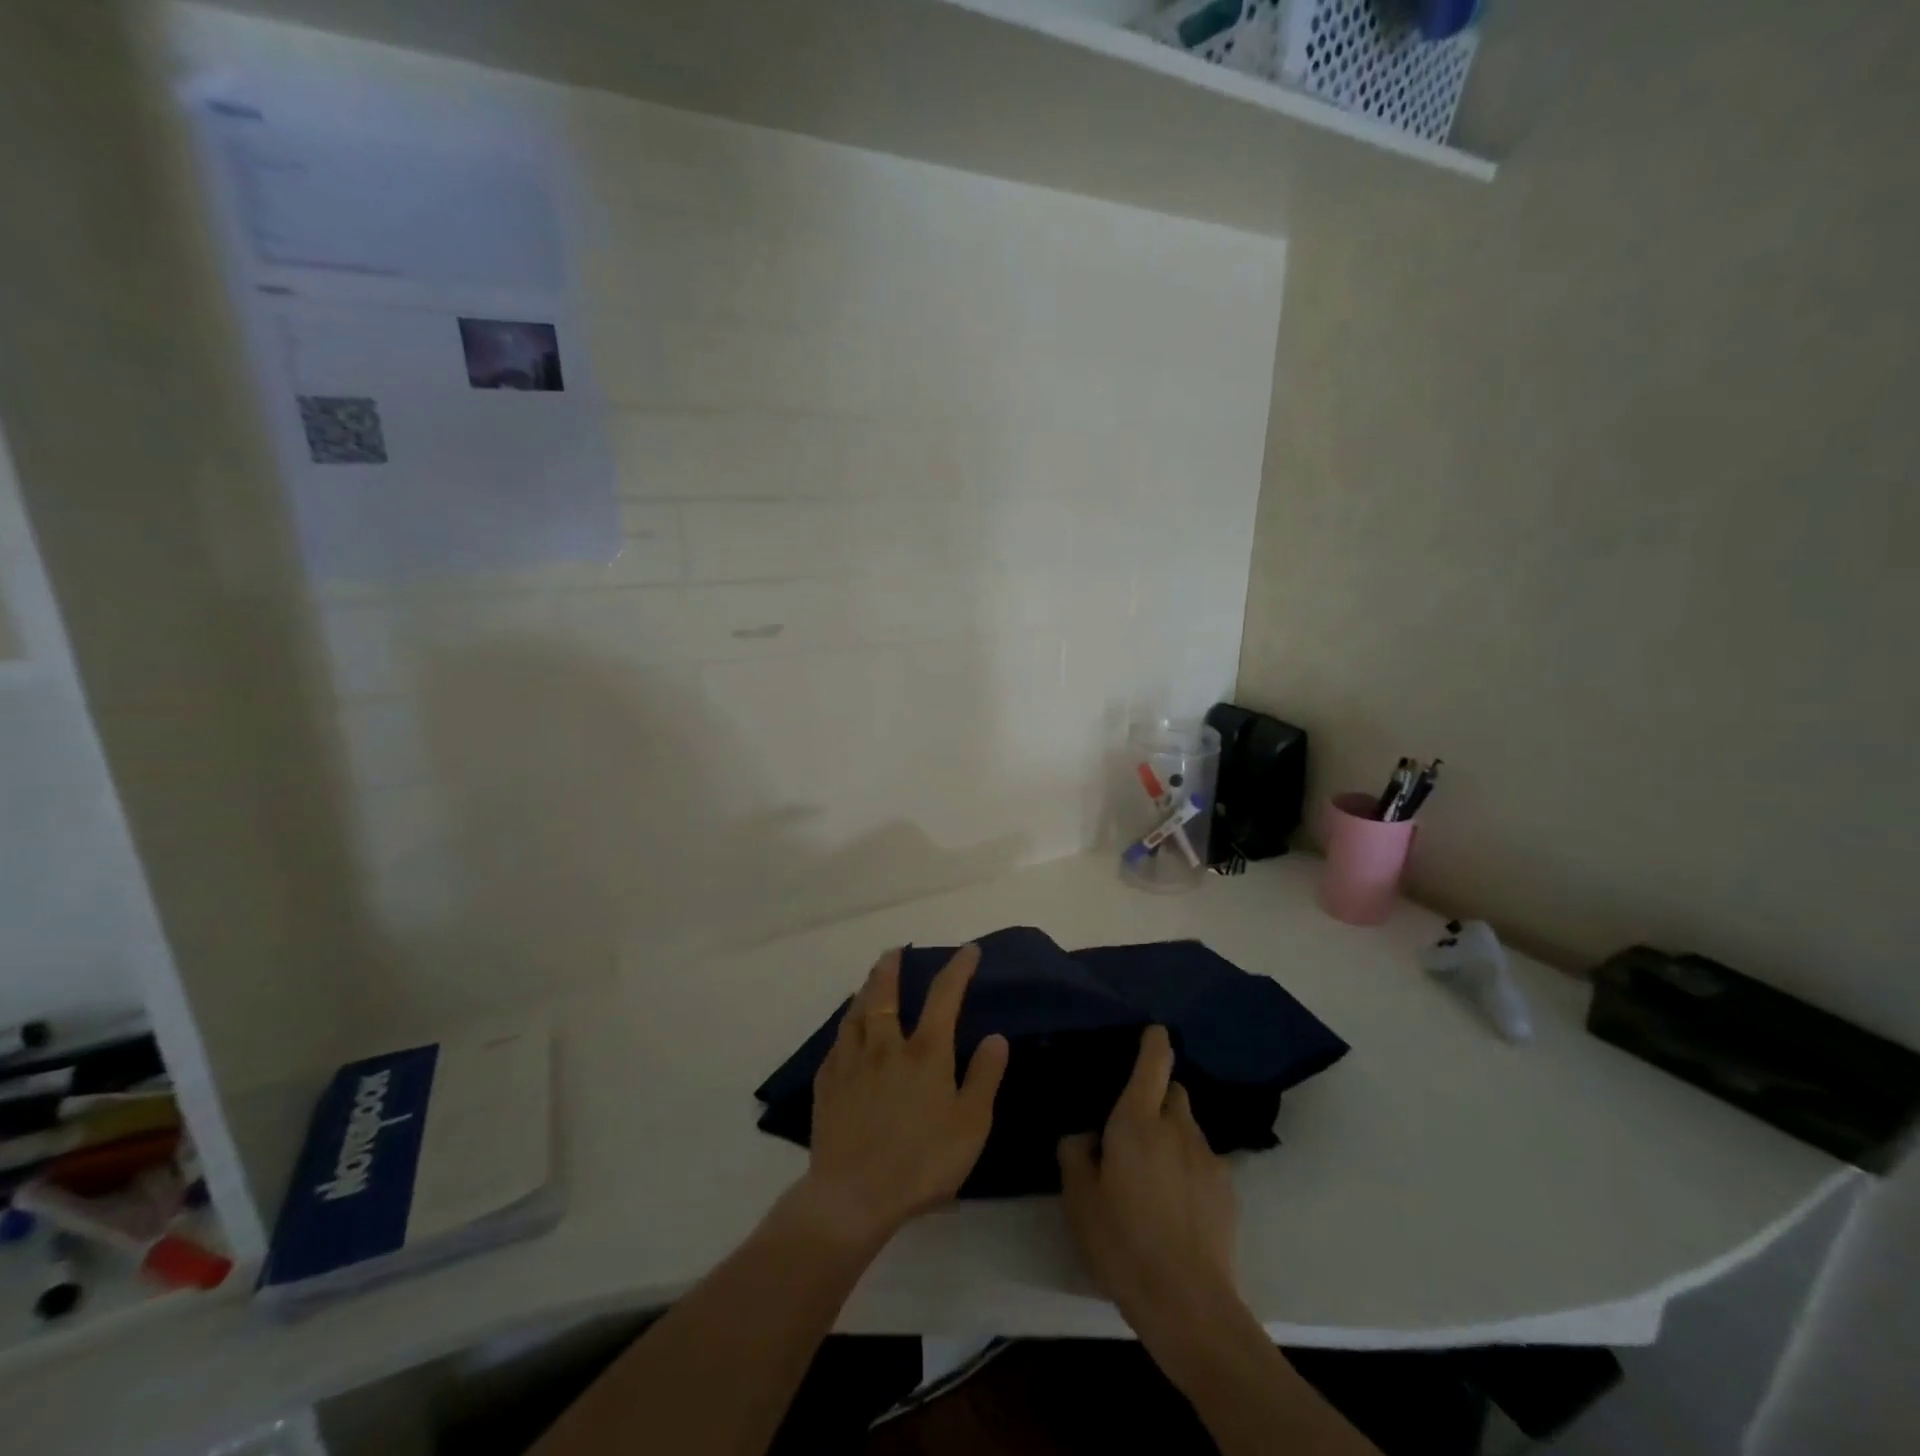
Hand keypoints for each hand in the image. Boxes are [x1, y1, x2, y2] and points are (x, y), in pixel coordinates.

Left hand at [801, 945, 1009, 1249]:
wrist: (853, 1197)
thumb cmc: (921, 1162)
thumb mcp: (970, 1125)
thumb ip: (984, 1077)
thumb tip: (995, 1036)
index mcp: (924, 1052)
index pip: (943, 995)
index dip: (958, 968)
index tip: (968, 950)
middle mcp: (885, 1045)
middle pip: (884, 992)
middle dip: (892, 966)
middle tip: (895, 951)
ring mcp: (851, 1062)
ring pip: (855, 1012)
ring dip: (865, 989)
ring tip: (869, 981)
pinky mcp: (827, 1083)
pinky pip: (836, 1042)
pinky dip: (846, 1026)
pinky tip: (846, 1032)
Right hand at [1058, 1026, 1241, 1347]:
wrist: (1189, 1304)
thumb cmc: (1122, 1243)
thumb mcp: (1079, 1199)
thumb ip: (1075, 1153)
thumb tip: (1085, 1133)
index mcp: (1137, 1121)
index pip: (1154, 1062)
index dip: (1154, 1041)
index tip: (1152, 1031)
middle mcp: (1177, 1127)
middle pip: (1173, 1090)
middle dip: (1157, 1096)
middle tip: (1134, 1126)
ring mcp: (1208, 1157)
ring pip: (1189, 1126)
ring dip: (1172, 1133)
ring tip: (1154, 1172)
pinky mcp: (1228, 1188)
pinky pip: (1203, 1158)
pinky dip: (1189, 1165)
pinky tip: (1176, 1202)